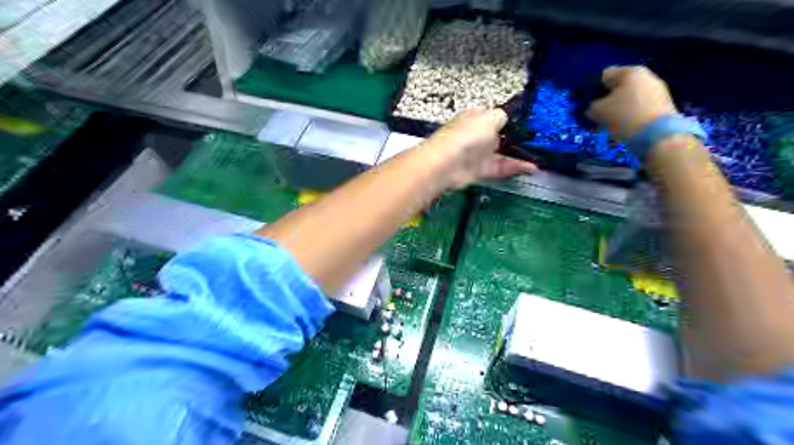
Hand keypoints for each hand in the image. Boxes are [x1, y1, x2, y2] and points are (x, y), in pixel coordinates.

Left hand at [428, 109, 538, 191]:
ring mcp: (478, 154)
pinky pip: (501, 167)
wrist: (446, 164)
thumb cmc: (467, 135)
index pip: (496, 115)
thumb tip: (505, 116)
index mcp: (476, 117)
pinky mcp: (480, 170)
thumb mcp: (489, 117)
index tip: (532, 122)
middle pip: (501, 136)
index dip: (512, 118)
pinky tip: (532, 167)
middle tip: (540, 141)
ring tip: (540, 157)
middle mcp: (477, 134)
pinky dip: (515, 167)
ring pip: (502, 153)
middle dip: (518, 138)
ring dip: (520, 155)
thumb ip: (502, 116)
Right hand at [585, 67, 678, 140]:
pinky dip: (624, 116)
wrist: (658, 135)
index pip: (601, 76)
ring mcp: (655, 91)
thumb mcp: (597, 111)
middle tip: (590, 117)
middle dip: (601, 102)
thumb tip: (589, 107)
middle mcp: (645, 76)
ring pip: (625, 99)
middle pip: (615, 88)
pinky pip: (635, 108)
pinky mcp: (660, 106)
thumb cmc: (624, 116)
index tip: (580, 104)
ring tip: (602, 126)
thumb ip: (588, 106)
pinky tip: (617, 128)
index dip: (588, 90)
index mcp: (629, 72)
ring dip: (612, 111)